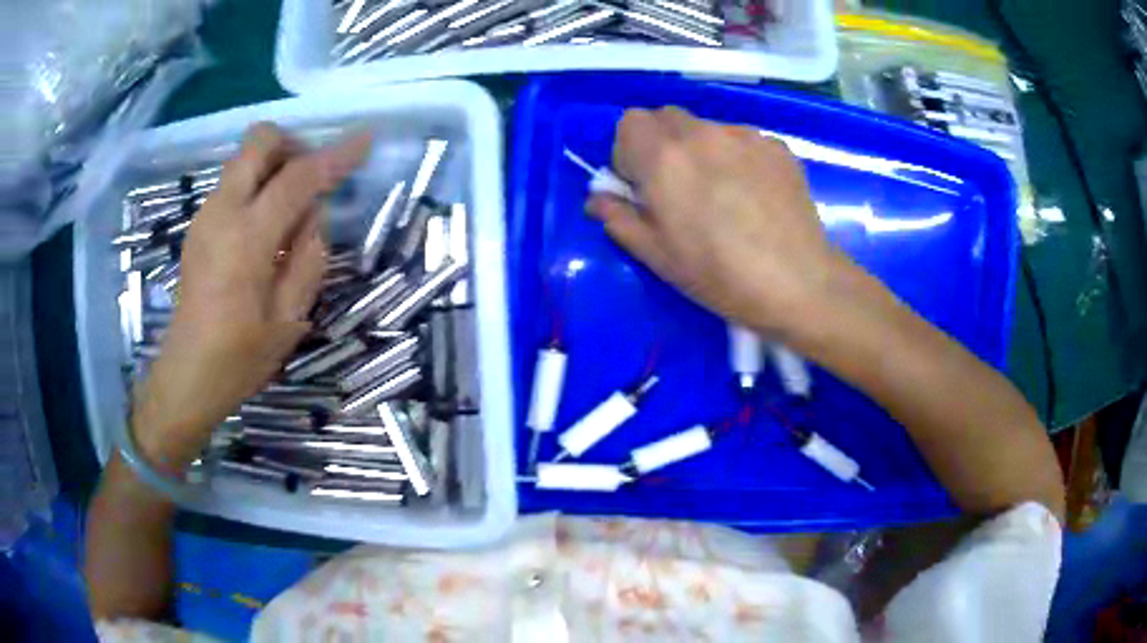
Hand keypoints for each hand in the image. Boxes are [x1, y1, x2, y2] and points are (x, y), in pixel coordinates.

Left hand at [132, 123, 371, 468]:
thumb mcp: (290, 317)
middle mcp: (222, 212)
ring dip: (274, 165)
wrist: (187, 374)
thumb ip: (309, 256)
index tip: (365, 138)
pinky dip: (256, 185)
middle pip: (258, 142)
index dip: (336, 155)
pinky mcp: (198, 225)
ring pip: (244, 159)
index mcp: (247, 238)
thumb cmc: (240, 357)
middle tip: (312, 177)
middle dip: (293, 145)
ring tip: (291, 209)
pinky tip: (265, 227)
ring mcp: (205, 216)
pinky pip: (233, 183)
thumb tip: (314, 215)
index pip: (298, 177)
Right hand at [587, 107, 848, 337]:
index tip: (642, 185)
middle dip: (662, 145)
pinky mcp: (777, 146)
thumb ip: (619, 218)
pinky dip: (737, 157)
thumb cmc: (719, 275)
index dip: (629, 151)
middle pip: (667, 117)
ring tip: (723, 193)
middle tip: (678, 187)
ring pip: (706, 128)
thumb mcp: (657, 256)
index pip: (629, 121)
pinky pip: (743, 140)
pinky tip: (754, 195)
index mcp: (664, 157)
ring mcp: (745, 136)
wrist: (798, 282)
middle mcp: (702, 133)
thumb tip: (598, 199)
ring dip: (701, 149)